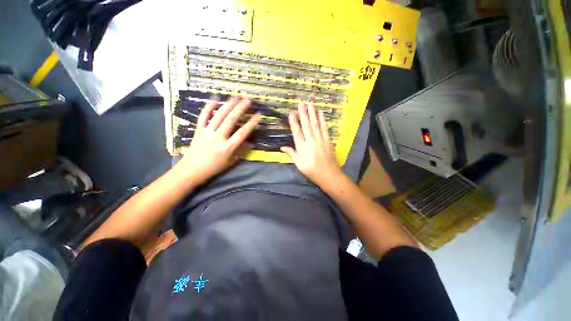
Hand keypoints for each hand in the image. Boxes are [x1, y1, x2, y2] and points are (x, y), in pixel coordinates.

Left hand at [176, 98, 260, 184]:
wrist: (192, 169)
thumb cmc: (214, 167)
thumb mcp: (231, 161)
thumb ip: (241, 151)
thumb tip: (251, 143)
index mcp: (228, 147)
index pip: (242, 133)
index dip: (251, 123)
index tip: (258, 115)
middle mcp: (218, 137)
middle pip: (231, 120)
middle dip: (240, 109)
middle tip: (248, 100)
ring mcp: (207, 132)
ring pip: (219, 116)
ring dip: (228, 105)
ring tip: (236, 97)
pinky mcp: (198, 130)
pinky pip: (203, 116)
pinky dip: (209, 107)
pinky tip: (215, 99)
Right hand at [281, 103, 342, 186]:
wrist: (329, 175)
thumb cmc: (312, 171)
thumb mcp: (299, 164)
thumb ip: (291, 154)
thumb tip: (282, 147)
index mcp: (302, 147)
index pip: (297, 132)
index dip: (293, 122)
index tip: (291, 113)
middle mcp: (311, 141)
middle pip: (306, 125)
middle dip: (303, 113)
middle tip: (301, 102)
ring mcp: (320, 139)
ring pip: (315, 124)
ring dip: (312, 113)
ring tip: (310, 103)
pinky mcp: (327, 140)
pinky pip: (324, 128)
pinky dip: (322, 120)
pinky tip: (321, 113)